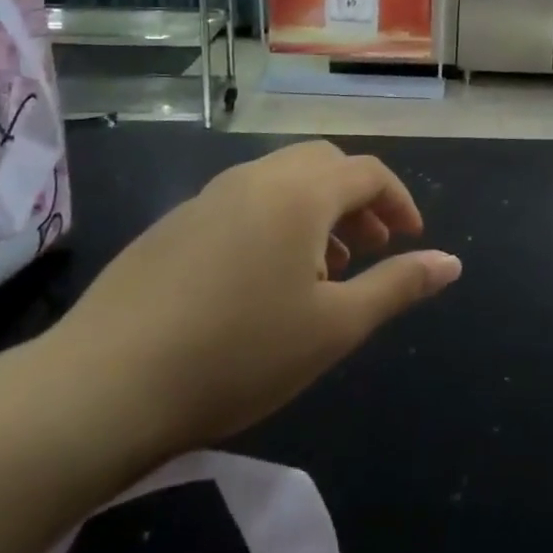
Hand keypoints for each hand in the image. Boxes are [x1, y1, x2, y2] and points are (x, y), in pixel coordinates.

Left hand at [47, 141, 461, 458]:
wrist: (101, 388)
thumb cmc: (238, 353)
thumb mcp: (335, 326)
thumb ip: (398, 285)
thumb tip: (452, 262)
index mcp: (300, 192)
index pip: (368, 173)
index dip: (399, 202)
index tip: (411, 240)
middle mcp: (255, 178)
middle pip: (324, 165)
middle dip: (357, 200)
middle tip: (369, 250)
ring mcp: (207, 198)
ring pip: (280, 182)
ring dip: (316, 211)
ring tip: (322, 271)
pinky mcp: (172, 225)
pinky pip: (243, 204)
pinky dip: (274, 222)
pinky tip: (262, 282)